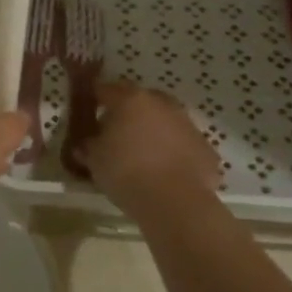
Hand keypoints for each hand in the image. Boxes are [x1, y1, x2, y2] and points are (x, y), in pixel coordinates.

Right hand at [82, 81, 220, 215]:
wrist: (175, 202)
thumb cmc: (126, 173)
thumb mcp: (95, 160)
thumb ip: (89, 146)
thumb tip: (86, 143)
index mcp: (130, 100)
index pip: (106, 89)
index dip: (95, 98)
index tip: (88, 110)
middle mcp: (161, 104)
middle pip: (139, 100)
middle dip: (128, 113)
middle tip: (116, 133)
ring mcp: (187, 124)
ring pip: (164, 120)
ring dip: (153, 131)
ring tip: (141, 155)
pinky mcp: (205, 146)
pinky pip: (182, 143)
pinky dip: (172, 151)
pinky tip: (164, 171)